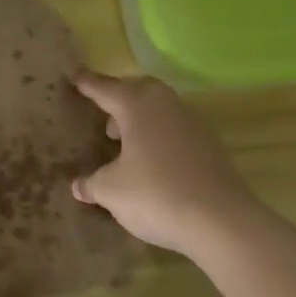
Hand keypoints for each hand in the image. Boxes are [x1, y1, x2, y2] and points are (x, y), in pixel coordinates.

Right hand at [70, 69, 266, 256]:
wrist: (222, 221)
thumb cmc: (156, 195)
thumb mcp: (111, 191)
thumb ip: (92, 184)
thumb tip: (79, 185)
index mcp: (137, 106)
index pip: (105, 88)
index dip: (87, 83)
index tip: (73, 75)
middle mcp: (165, 105)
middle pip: (138, 89)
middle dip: (119, 95)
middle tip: (102, 109)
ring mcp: (191, 123)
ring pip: (159, 107)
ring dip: (139, 116)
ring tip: (122, 138)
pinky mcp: (209, 145)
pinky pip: (174, 127)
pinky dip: (157, 134)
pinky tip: (150, 159)